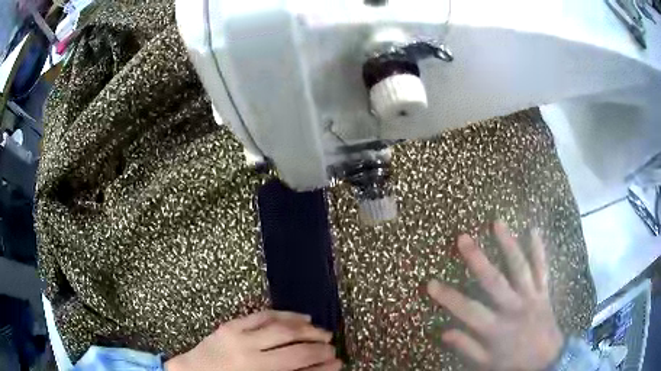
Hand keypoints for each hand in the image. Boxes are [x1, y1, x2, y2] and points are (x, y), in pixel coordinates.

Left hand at [165, 310, 340, 370]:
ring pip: (281, 327)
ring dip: (307, 328)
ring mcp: (239, 336)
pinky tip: (299, 317)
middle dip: (319, 345)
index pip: (299, 366)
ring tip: (322, 331)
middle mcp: (250, 356)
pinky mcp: (231, 325)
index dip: (323, 365)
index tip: (338, 363)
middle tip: (332, 345)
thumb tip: (317, 369)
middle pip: (294, 347)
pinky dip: (285, 315)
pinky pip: (263, 315)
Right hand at [427, 221, 563, 370]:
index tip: (430, 283)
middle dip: (477, 259)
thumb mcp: (486, 363)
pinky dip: (538, 250)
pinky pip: (542, 268)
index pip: (467, 310)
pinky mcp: (544, 292)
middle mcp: (513, 308)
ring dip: (508, 244)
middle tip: (463, 238)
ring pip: (519, 267)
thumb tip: (444, 332)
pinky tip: (534, 230)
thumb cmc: (514, 363)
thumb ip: (467, 347)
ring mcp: (531, 297)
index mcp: (496, 328)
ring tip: (497, 223)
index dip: (448, 297)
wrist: (548, 361)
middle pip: (493, 281)